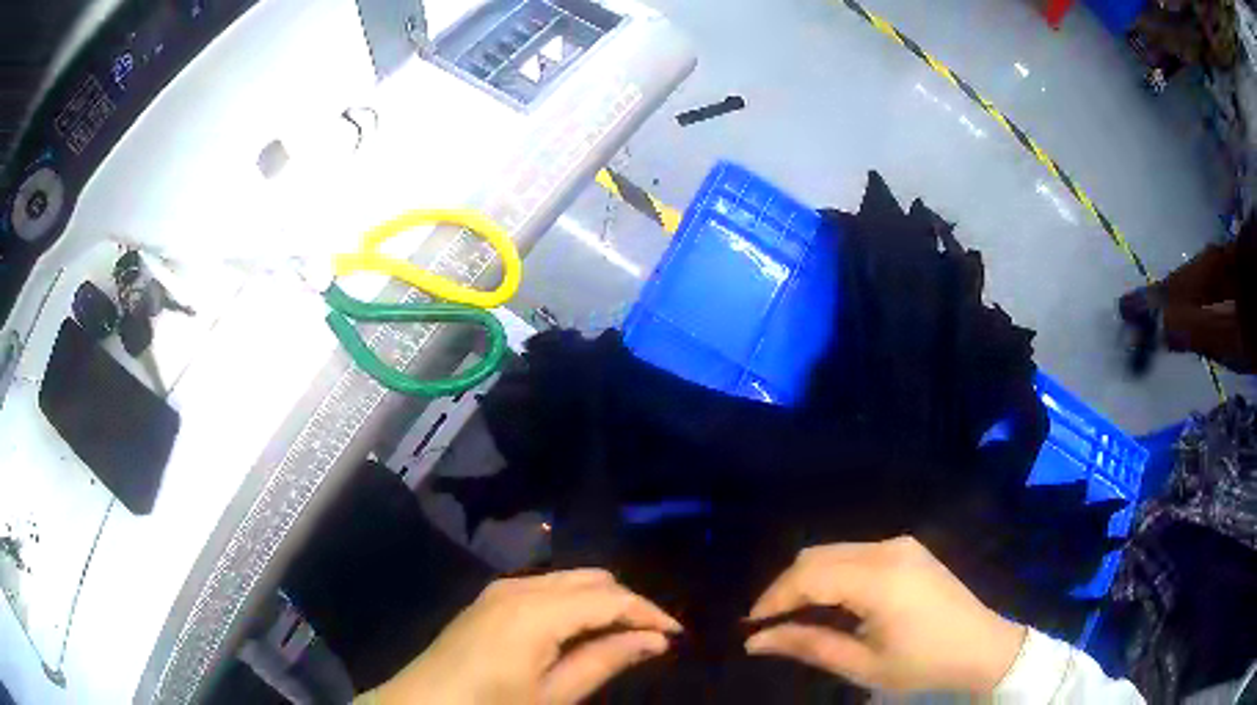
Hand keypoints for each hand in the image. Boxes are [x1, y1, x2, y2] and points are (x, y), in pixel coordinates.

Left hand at [370, 569, 680, 704]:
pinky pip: (546, 588)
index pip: (611, 598)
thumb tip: (655, 640)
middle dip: (627, 604)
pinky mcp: (489, 599)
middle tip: (652, 638)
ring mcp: (500, 589)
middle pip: (592, 579)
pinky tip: (580, 632)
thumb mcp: (553, 695)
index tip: (677, 634)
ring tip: (621, 637)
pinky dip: (573, 603)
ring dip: (601, 603)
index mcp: (537, 609)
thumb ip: (605, 661)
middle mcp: (520, 585)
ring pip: (570, 580)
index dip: (650, 613)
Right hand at [745, 537, 1026, 694]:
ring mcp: (900, 544)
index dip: (773, 599)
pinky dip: (831, 573)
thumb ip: (808, 646)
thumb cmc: (923, 663)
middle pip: (816, 556)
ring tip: (793, 615)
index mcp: (879, 579)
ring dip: (806, 579)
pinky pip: (854, 553)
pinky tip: (828, 601)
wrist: (981, 646)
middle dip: (785, 587)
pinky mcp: (907, 549)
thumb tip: (755, 641)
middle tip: (767, 624)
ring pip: (833, 551)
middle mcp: (887, 549)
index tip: (750, 627)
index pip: (808, 577)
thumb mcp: (862, 664)